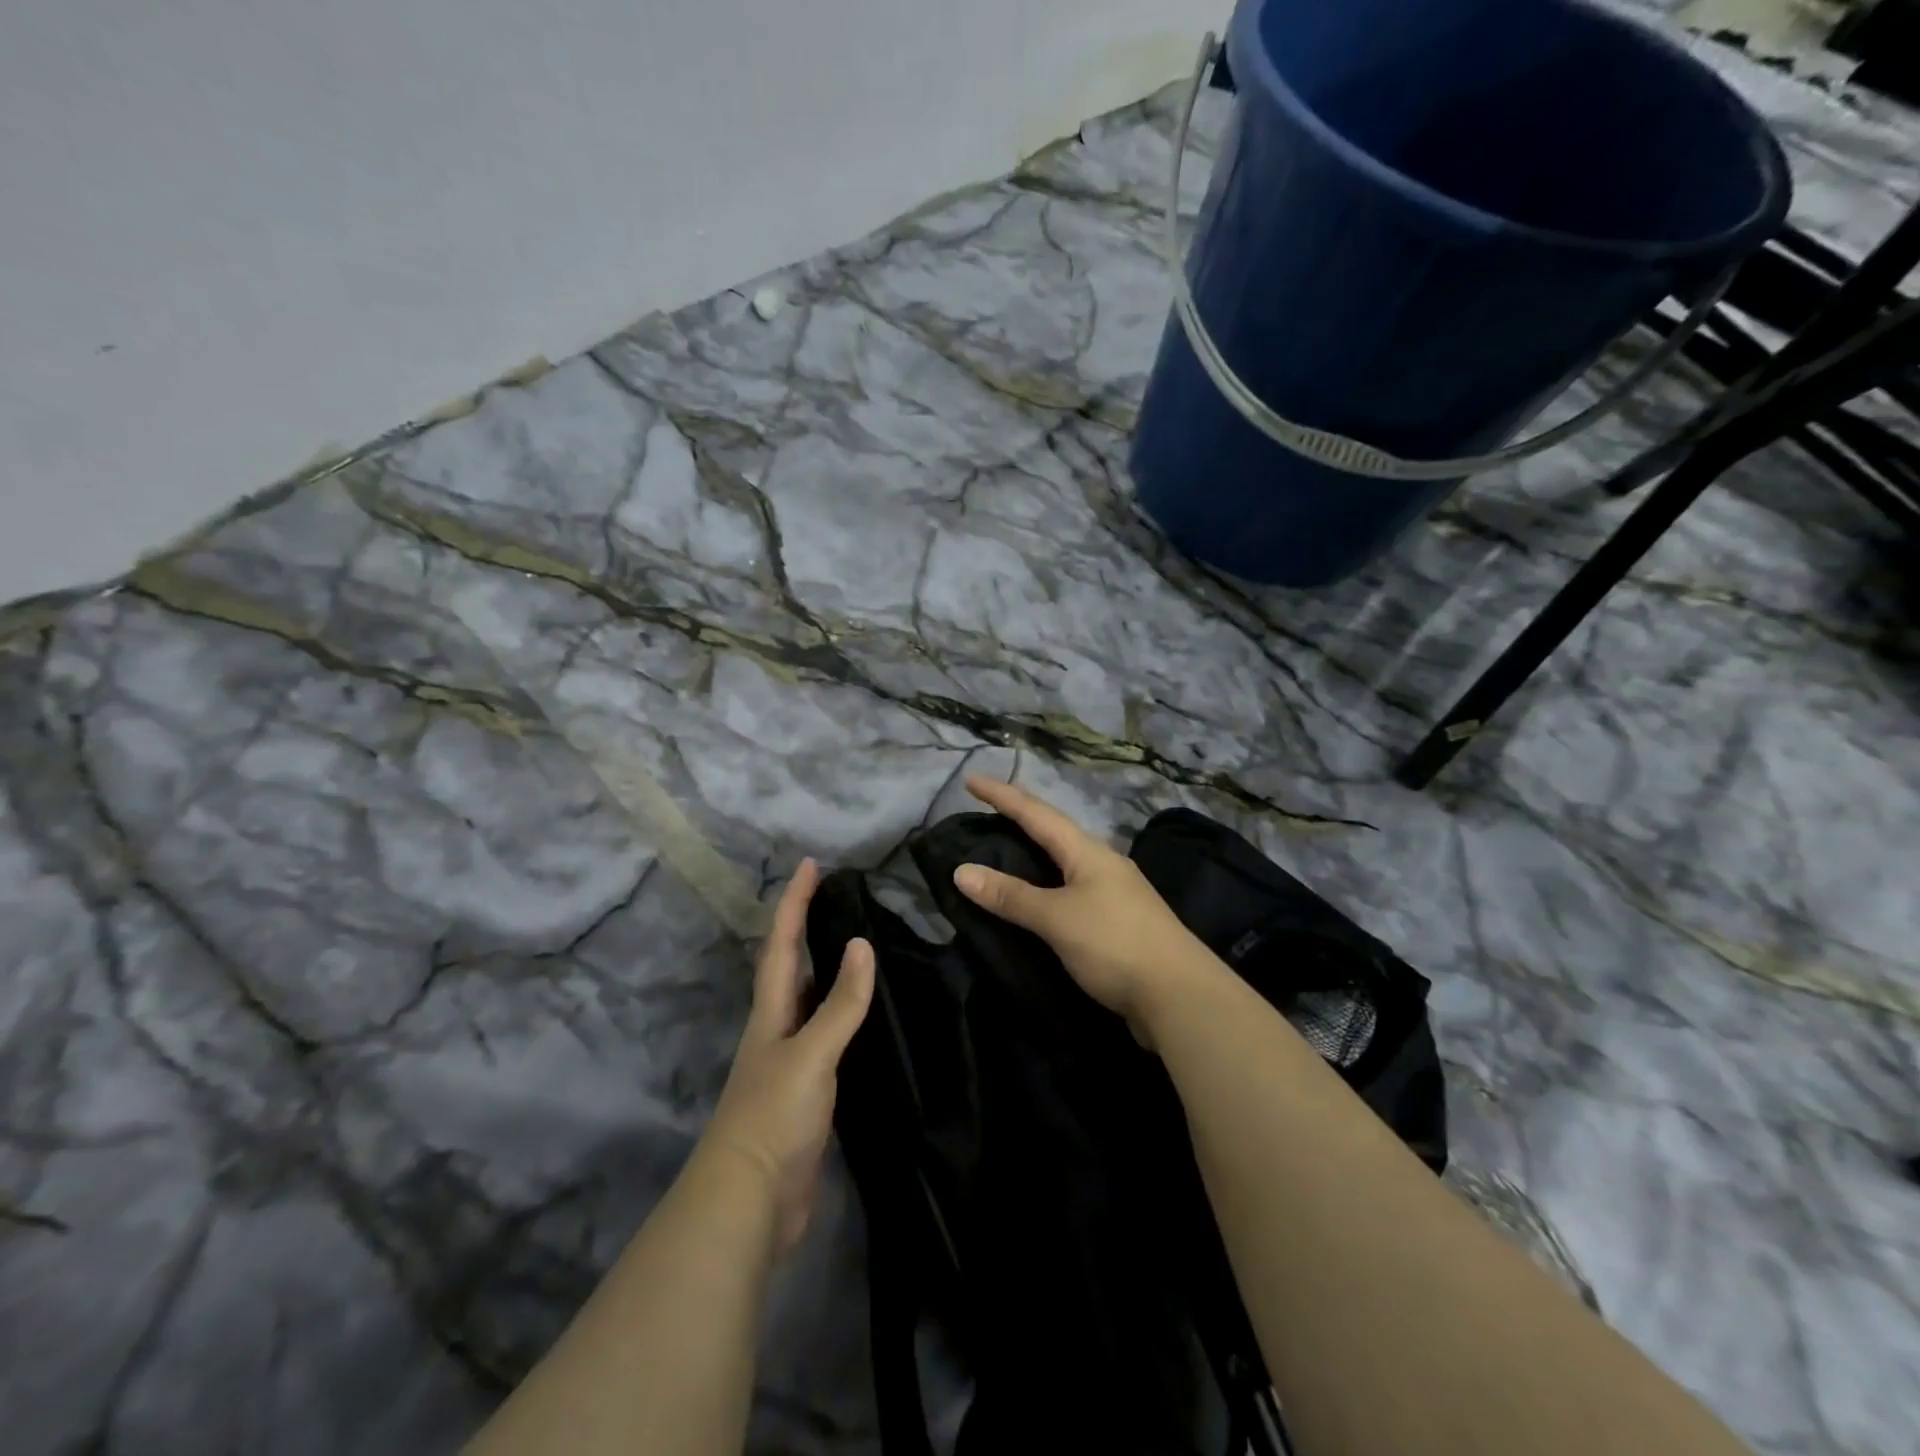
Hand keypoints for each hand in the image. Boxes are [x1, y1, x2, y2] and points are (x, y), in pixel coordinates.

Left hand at [702, 859, 873, 1257]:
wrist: (749, 1203)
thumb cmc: (773, 1117)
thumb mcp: (810, 1054)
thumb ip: (839, 1004)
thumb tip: (861, 944)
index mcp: (772, 1012)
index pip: (782, 944)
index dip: (793, 902)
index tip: (809, 864)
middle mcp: (777, 1028)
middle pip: (790, 966)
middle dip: (806, 927)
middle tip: (836, 896)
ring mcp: (791, 1061)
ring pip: (810, 1001)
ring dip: (825, 969)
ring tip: (856, 943)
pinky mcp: (807, 1092)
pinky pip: (828, 1037)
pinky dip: (844, 1015)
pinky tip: (866, 1018)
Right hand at [951, 777, 1219, 1043]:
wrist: (1181, 997)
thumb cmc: (1115, 944)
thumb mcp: (1057, 917)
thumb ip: (1011, 896)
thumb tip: (961, 871)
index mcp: (1088, 852)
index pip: (1037, 814)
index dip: (1003, 796)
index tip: (972, 780)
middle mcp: (1103, 865)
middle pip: (1055, 833)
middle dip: (1020, 820)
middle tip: (986, 813)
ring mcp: (1115, 894)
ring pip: (1065, 863)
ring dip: (1035, 854)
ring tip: (1006, 851)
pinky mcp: (1118, 924)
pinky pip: (1072, 893)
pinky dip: (1046, 888)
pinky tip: (1039, 900)